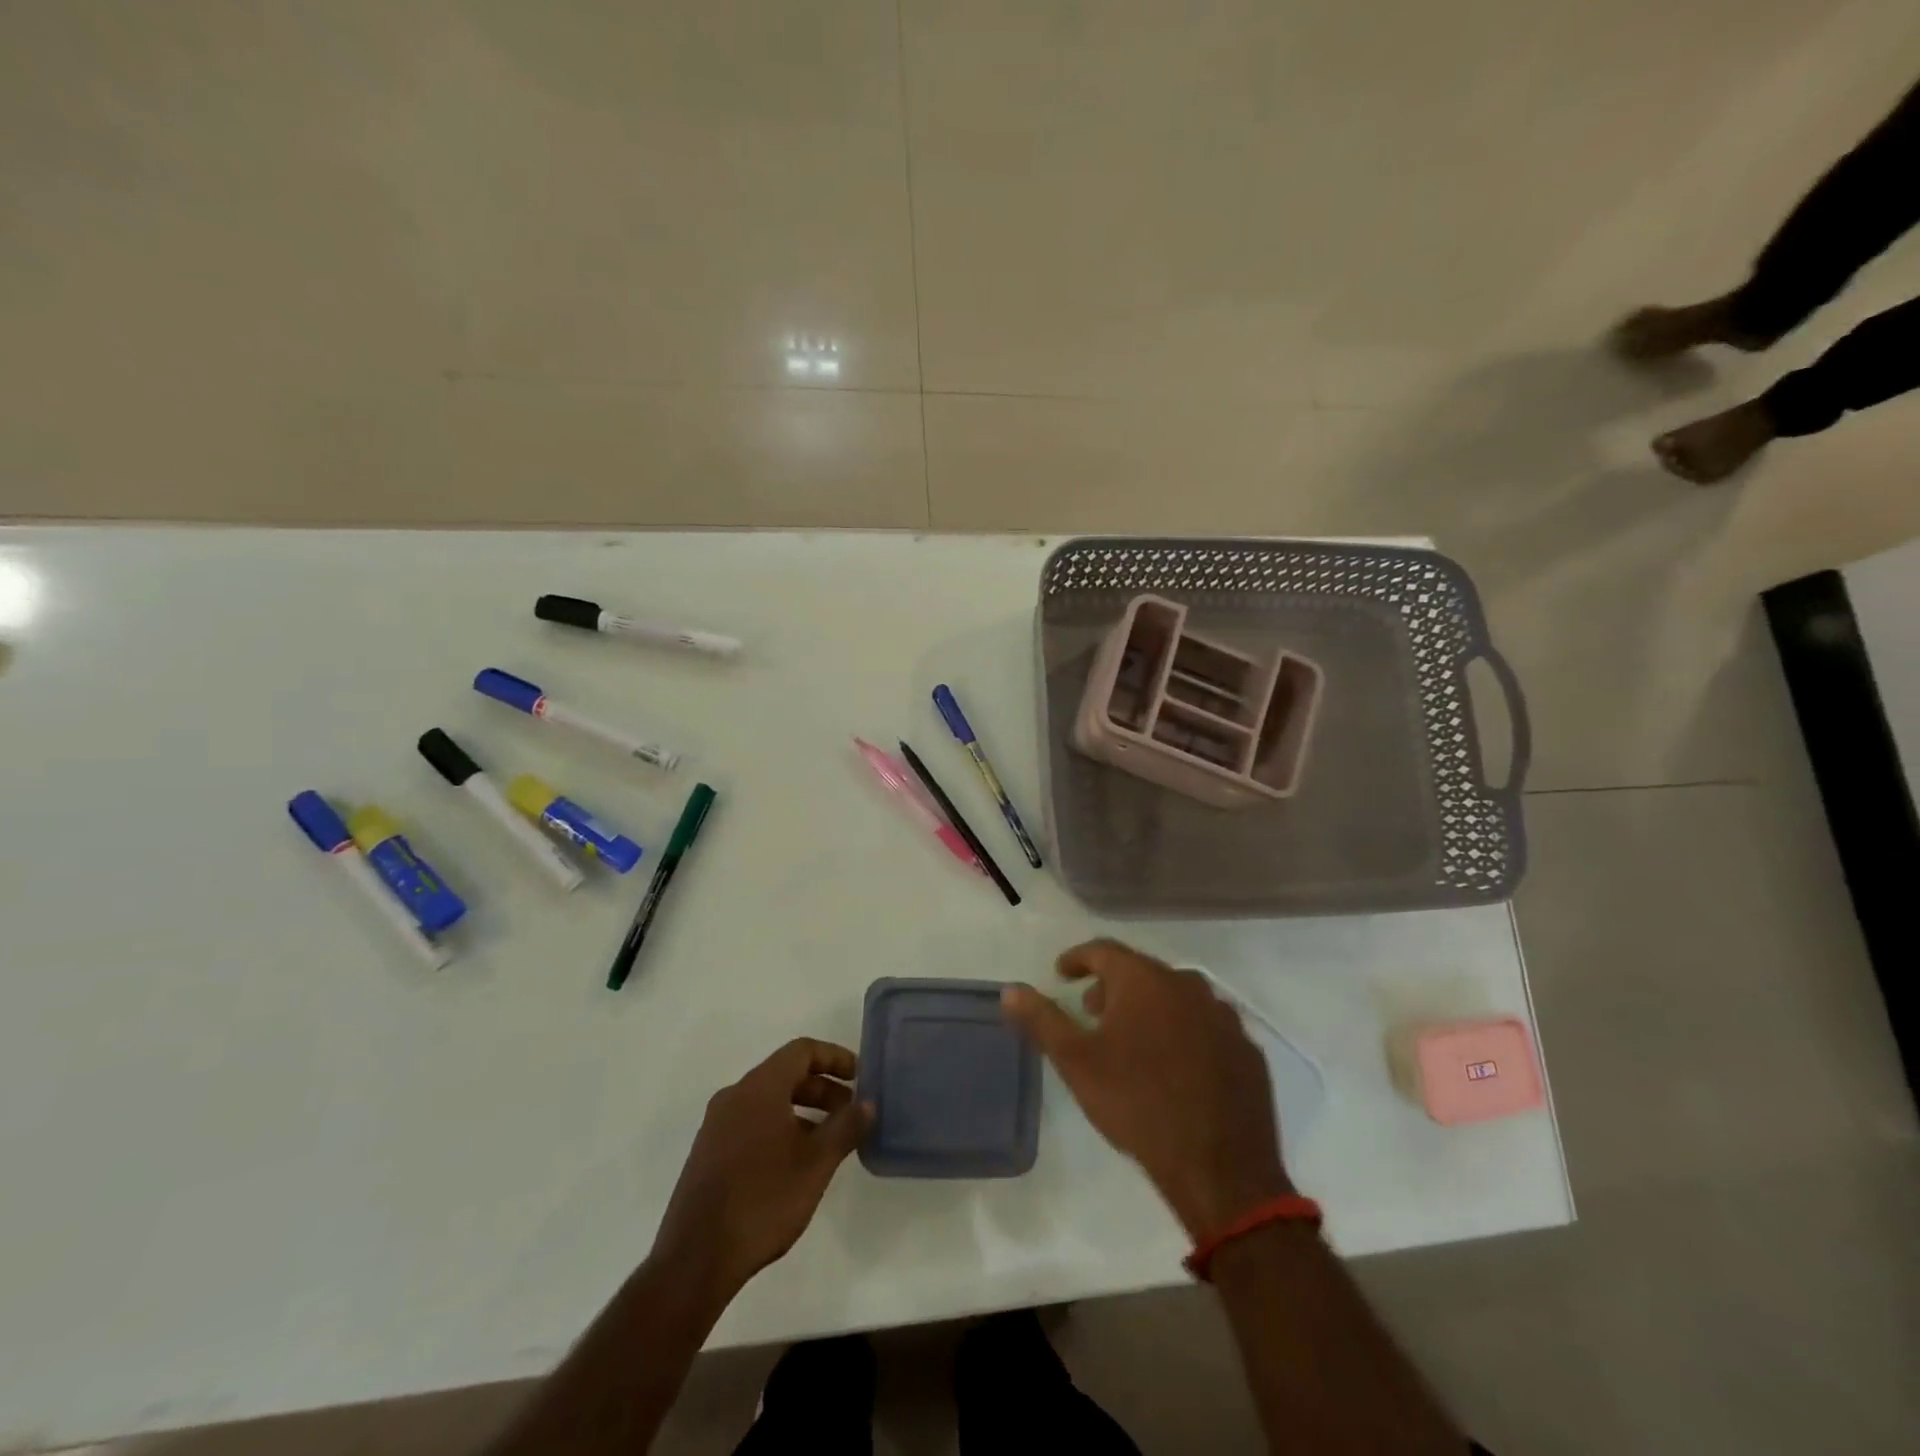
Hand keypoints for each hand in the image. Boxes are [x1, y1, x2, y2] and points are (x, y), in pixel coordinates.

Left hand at [651, 1038, 871, 1302]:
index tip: (860, 1077)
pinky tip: (796, 1162)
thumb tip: (867, 1104)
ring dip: (803, 1110)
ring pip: (769, 1100)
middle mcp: (734, 1096)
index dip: (835, 1057)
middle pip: (786, 1074)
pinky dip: (780, 1127)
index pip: (802, 1051)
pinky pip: (752, 1122)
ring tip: (829, 1140)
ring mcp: (717, 1125)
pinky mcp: (708, 1153)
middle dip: (822, 1088)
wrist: (695, 1259)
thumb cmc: (762, 1201)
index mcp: (760, 1088)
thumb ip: (845, 1127)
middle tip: (850, 1112)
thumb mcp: (816, 1164)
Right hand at [1003, 939, 1290, 1241]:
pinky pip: (1205, 1026)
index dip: (1078, 958)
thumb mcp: (1077, 1062)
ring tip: (1131, 1038)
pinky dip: (1183, 1032)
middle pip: (1141, 972)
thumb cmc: (1137, 1104)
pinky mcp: (1246, 1049)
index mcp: (1145, 981)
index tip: (1062, 973)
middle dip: (1112, 986)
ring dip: (1149, 1007)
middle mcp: (1187, 985)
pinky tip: (1175, 1064)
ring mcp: (1223, 1016)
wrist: (1220, 1168)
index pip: (1104, 950)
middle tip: (1091, 1011)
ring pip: (1176, 997)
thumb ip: (1042, 1020)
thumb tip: (1009, 990)